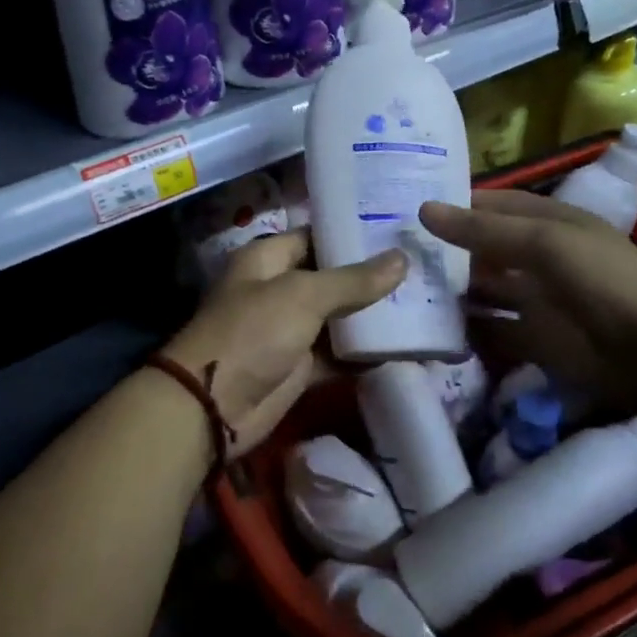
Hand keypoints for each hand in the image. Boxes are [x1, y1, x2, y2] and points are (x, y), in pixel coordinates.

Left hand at [162, 231, 404, 455]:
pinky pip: (337, 353)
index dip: (352, 233)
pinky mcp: (299, 366)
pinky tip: (403, 345)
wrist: (214, 406)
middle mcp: (278, 288)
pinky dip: (362, 352)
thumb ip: (353, 280)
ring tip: (422, 300)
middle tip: (420, 265)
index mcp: (268, 259)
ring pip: (337, 316)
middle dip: (370, 275)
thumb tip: (402, 259)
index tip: (396, 230)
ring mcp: (289, 329)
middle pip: (330, 277)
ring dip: (370, 314)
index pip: (316, 236)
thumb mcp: (303, 295)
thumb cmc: (253, 331)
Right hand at [418, 192, 636, 423]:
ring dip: (449, 289)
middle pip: (480, 248)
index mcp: (545, 221)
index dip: (452, 204)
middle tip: (390, 252)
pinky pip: (490, 330)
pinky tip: (429, 328)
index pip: (488, 205)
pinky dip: (465, 330)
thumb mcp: (545, 242)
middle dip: (443, 249)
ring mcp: (534, 298)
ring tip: (400, 288)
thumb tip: (423, 209)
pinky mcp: (532, 339)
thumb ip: (483, 230)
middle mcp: (535, 256)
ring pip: (481, 289)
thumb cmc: (604, 280)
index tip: (402, 207)